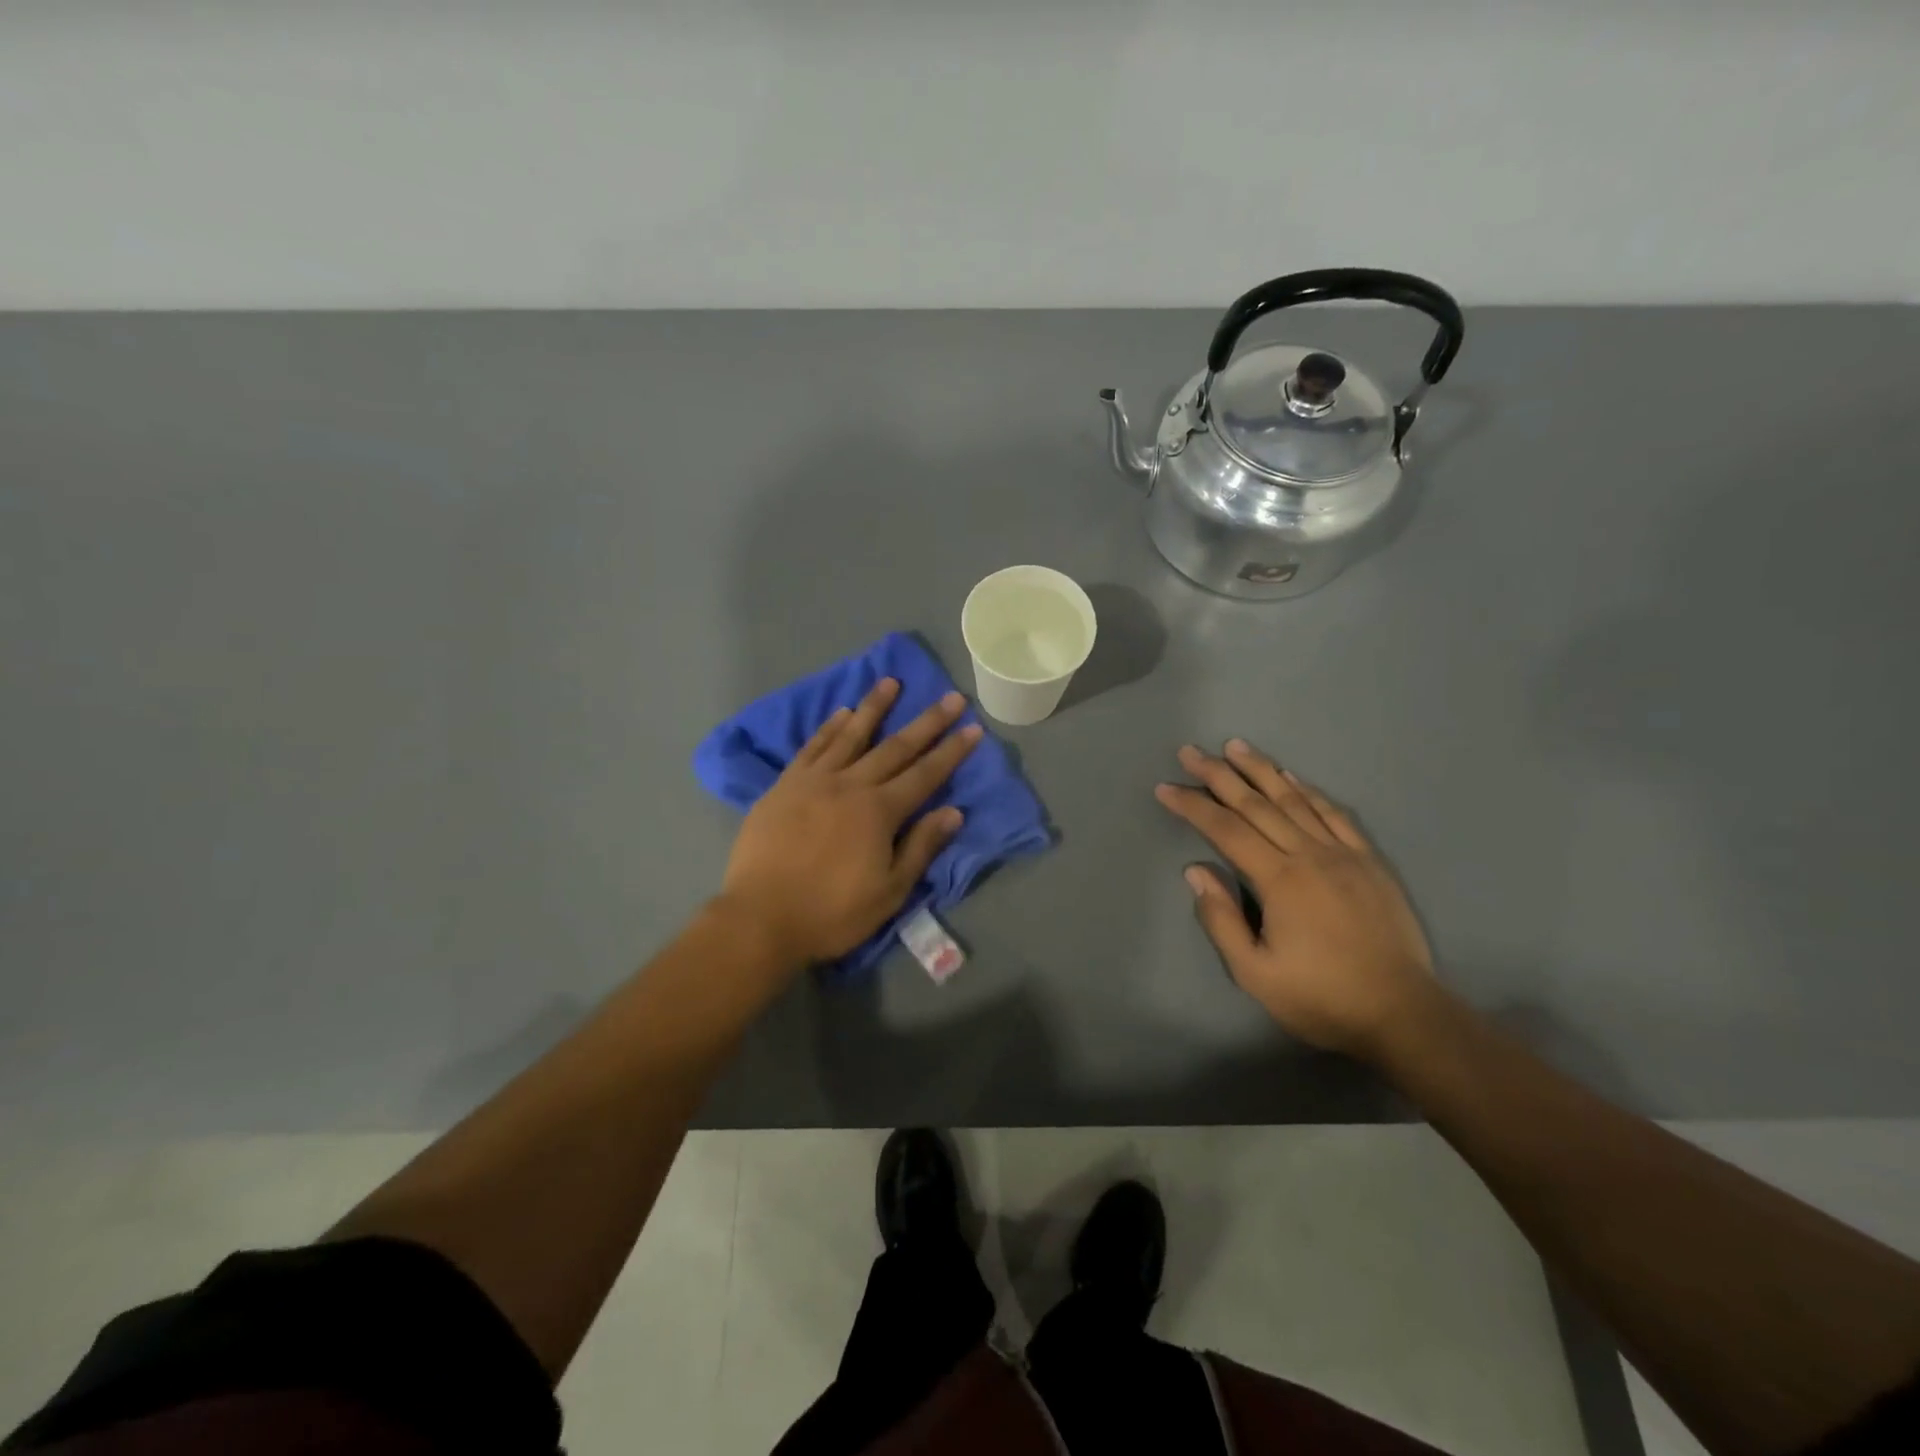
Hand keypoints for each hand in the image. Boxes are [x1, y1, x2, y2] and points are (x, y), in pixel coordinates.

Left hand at [719, 678, 982, 967]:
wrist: (760, 918)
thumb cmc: (831, 912)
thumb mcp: (889, 891)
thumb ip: (921, 847)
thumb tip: (953, 811)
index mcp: (879, 812)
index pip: (925, 774)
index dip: (952, 751)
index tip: (973, 727)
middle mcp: (851, 785)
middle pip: (895, 747)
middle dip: (927, 722)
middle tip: (950, 696)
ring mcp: (814, 780)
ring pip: (850, 735)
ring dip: (874, 707)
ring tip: (891, 681)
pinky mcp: (784, 785)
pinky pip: (812, 747)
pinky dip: (829, 728)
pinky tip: (840, 712)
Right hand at [1156, 740, 1434, 1058]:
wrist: (1403, 1014)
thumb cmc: (1321, 997)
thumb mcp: (1255, 973)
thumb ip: (1220, 920)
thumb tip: (1195, 871)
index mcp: (1279, 880)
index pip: (1225, 830)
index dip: (1192, 806)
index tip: (1165, 787)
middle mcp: (1309, 855)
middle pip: (1256, 804)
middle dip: (1219, 775)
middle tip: (1191, 751)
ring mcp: (1343, 854)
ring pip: (1295, 800)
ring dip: (1261, 770)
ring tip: (1235, 746)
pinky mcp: (1369, 861)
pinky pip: (1335, 814)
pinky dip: (1310, 791)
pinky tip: (1293, 778)